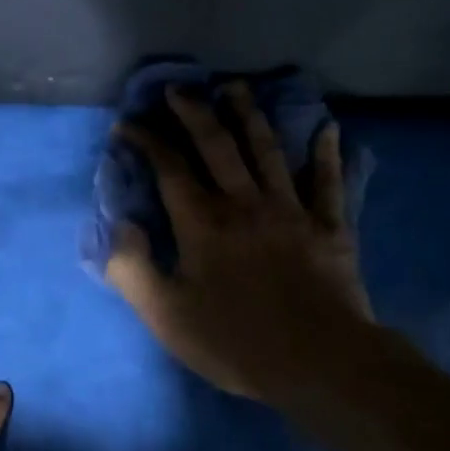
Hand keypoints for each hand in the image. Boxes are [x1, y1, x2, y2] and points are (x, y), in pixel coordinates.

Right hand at [106, 84, 373, 403]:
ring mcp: (291, 210)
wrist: (318, 362)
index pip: (170, 168)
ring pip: (268, 150)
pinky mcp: (329, 227)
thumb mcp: (166, 315)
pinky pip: (327, 182)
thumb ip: (133, 268)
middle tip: (178, 90)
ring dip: (250, 116)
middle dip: (194, 113)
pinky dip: (326, 154)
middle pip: (218, 145)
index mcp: (203, 223)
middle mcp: (245, 203)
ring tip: (236, 88)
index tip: (128, 125)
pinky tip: (328, 129)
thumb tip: (120, 226)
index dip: (147, 142)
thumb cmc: (235, 341)